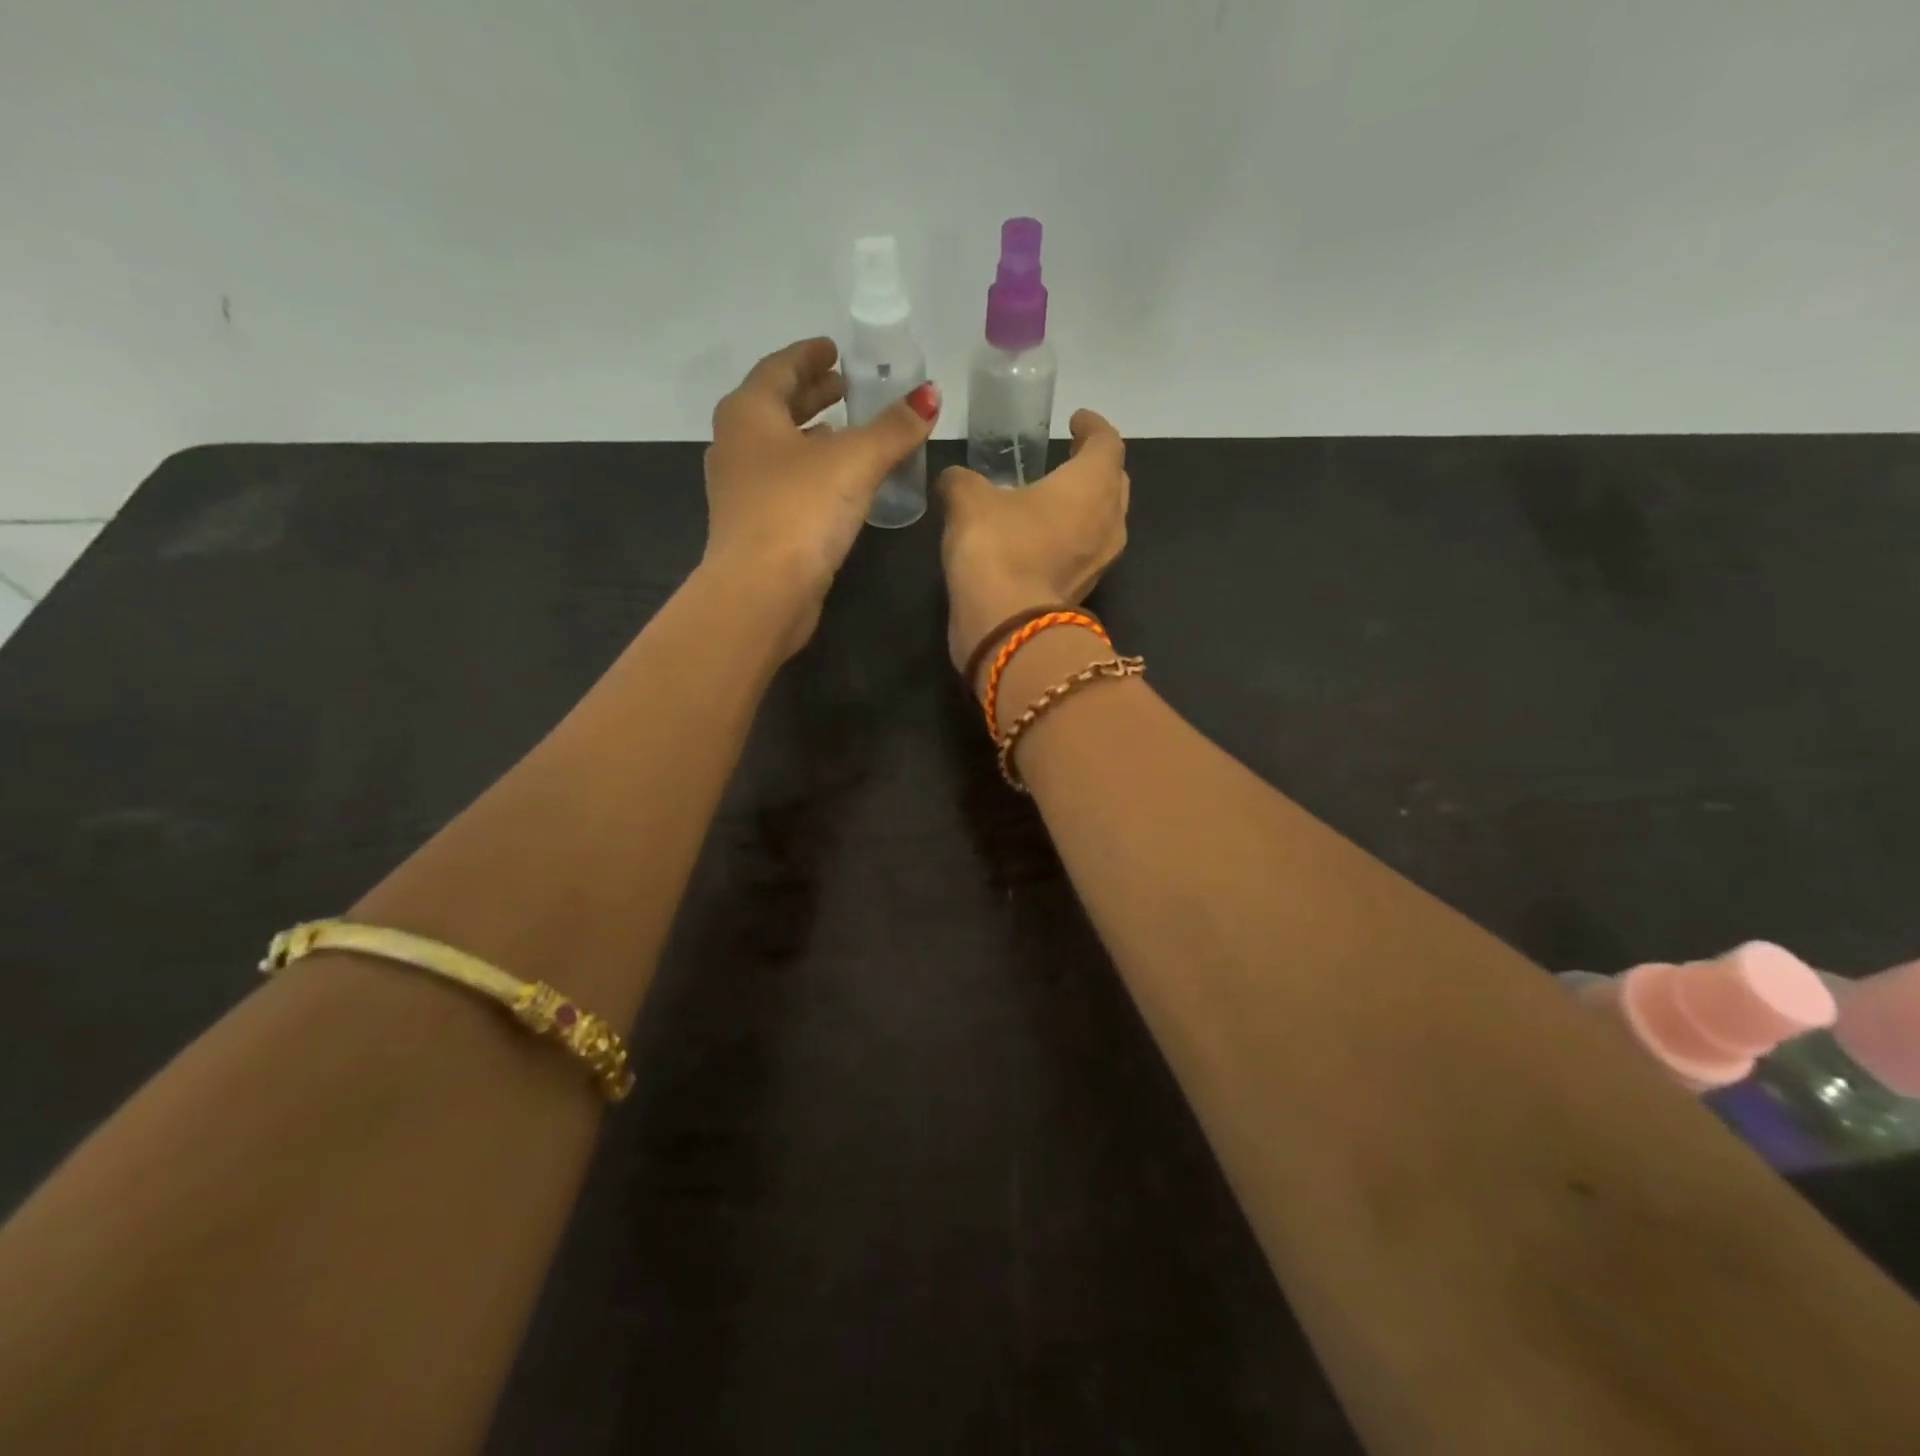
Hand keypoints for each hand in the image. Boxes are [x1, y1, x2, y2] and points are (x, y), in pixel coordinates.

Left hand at [703, 337, 939, 655]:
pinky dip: (809, 471)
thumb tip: (930, 394)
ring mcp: (740, 489)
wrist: (761, 592)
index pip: (780, 368)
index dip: (810, 356)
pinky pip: (784, 482)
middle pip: (776, 406)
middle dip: (811, 394)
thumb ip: (894, 428)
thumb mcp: (854, 461)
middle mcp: (736, 444)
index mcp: (749, 413)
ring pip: (779, 448)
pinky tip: (837, 484)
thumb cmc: (800, 510)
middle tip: (845, 387)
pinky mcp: (754, 526)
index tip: (834, 349)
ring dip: (811, 435)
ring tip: (845, 431)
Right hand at [936, 410, 1129, 679]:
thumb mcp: (968, 501)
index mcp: (1092, 484)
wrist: (1008, 628)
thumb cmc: (998, 548)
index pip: (1106, 442)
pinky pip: (1086, 552)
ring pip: (1104, 520)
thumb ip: (963, 481)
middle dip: (1094, 466)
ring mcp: (1101, 562)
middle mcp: (1109, 521)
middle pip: (1114, 482)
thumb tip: (954, 479)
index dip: (1092, 427)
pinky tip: (1042, 538)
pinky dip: (1071, 538)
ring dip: (1085, 506)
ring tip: (1055, 498)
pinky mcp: (1085, 591)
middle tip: (1070, 457)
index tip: (1076, 420)